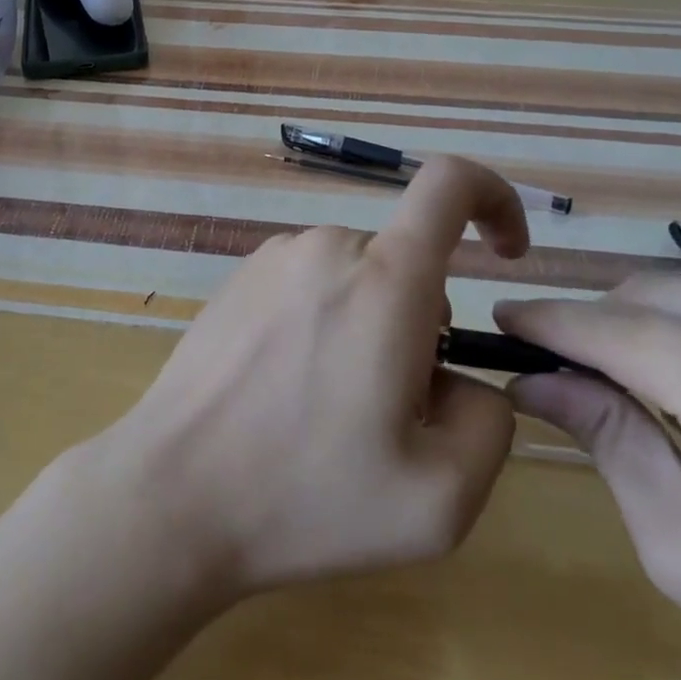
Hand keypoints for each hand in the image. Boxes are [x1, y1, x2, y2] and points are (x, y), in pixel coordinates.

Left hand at [93, 157, 527, 598]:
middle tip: (389, 410)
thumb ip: (490, 423)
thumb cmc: (308, 497)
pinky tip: (285, 394)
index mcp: (386, 277)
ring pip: (359, 278)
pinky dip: (323, 325)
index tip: (506, 253)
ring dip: (369, 330)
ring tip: (329, 411)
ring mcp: (275, 257)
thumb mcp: (440, 497)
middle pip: (407, 261)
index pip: (450, 182)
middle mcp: (328, 245)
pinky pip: (309, 286)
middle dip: (421, 325)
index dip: (494, 199)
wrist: (174, 494)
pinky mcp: (239, 278)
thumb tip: (466, 380)